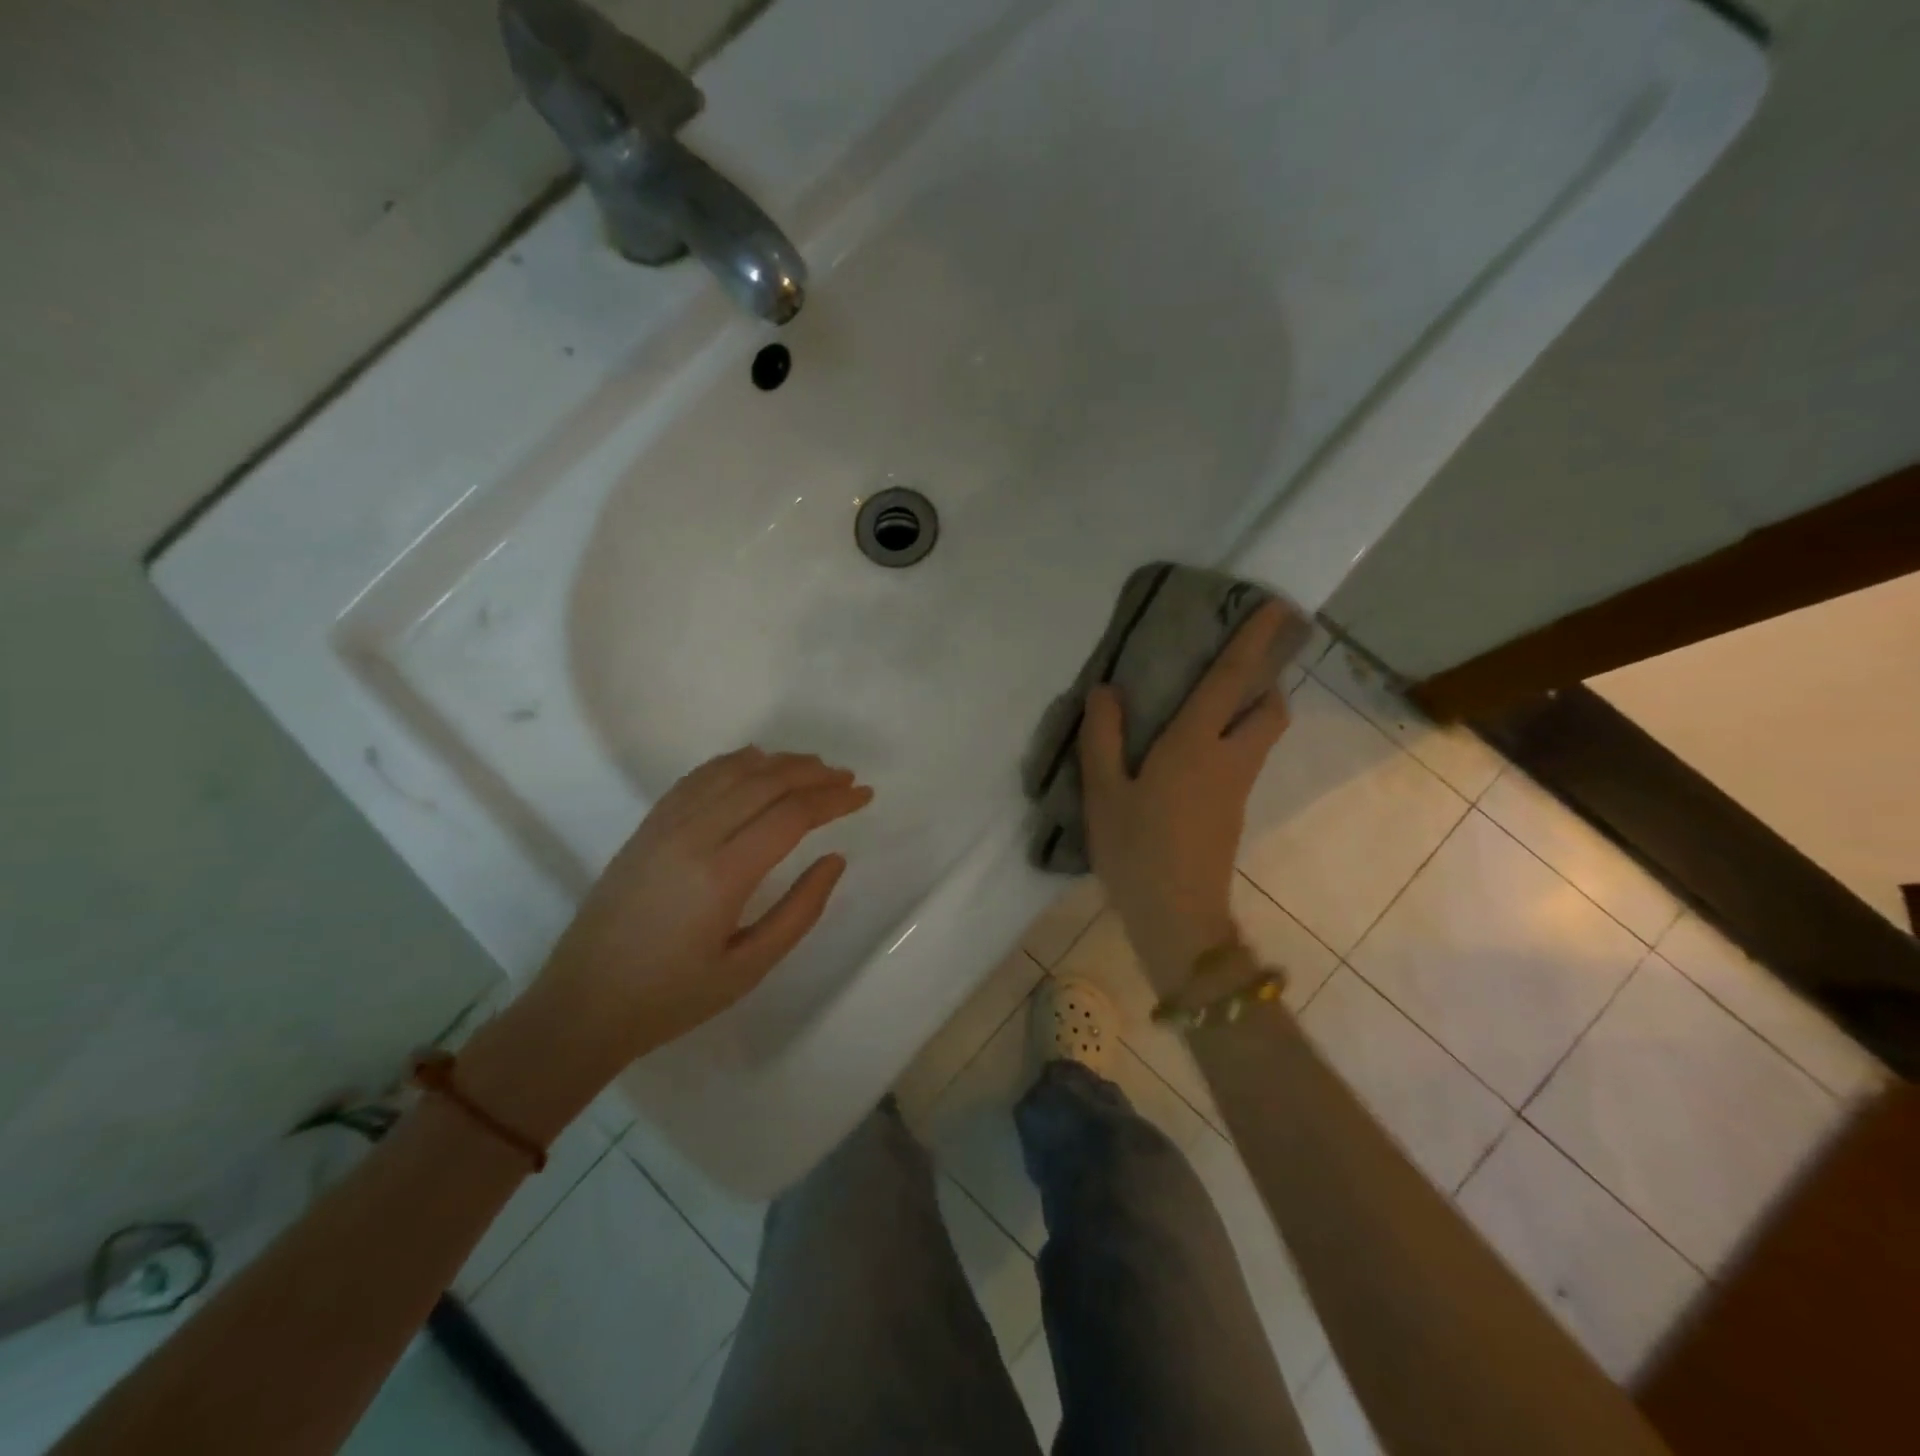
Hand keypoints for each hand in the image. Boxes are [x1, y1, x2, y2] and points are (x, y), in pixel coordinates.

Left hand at [531, 747, 871, 1062]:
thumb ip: (800, 911)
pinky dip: (733, 763)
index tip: (864, 795)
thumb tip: (834, 859)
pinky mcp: (647, 827)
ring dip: (778, 762)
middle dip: (813, 774)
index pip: (791, 815)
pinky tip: (755, 763)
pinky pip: (697, 778)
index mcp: (722, 875)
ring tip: (812, 766)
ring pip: (731, 771)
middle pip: (764, 782)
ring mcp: (664, 826)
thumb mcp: (749, 968)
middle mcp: (693, 836)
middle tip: (846, 778)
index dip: (834, 800)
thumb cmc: (672, 997)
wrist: (582, 1005)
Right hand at [1079, 601, 1292, 995]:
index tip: (1275, 607)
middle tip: (1232, 668)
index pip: (1230, 682)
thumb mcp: (1103, 792)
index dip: (1253, 642)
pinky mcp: (1232, 813)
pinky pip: (1242, 761)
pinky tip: (1188, 754)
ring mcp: (1236, 789)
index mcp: (1195, 745)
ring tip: (1206, 705)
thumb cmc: (1135, 850)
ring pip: (1260, 737)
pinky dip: (1231, 741)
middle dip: (1265, 681)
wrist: (1175, 917)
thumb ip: (1102, 737)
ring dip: (1250, 711)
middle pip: (1270, 710)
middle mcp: (1228, 760)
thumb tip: (1107, 691)